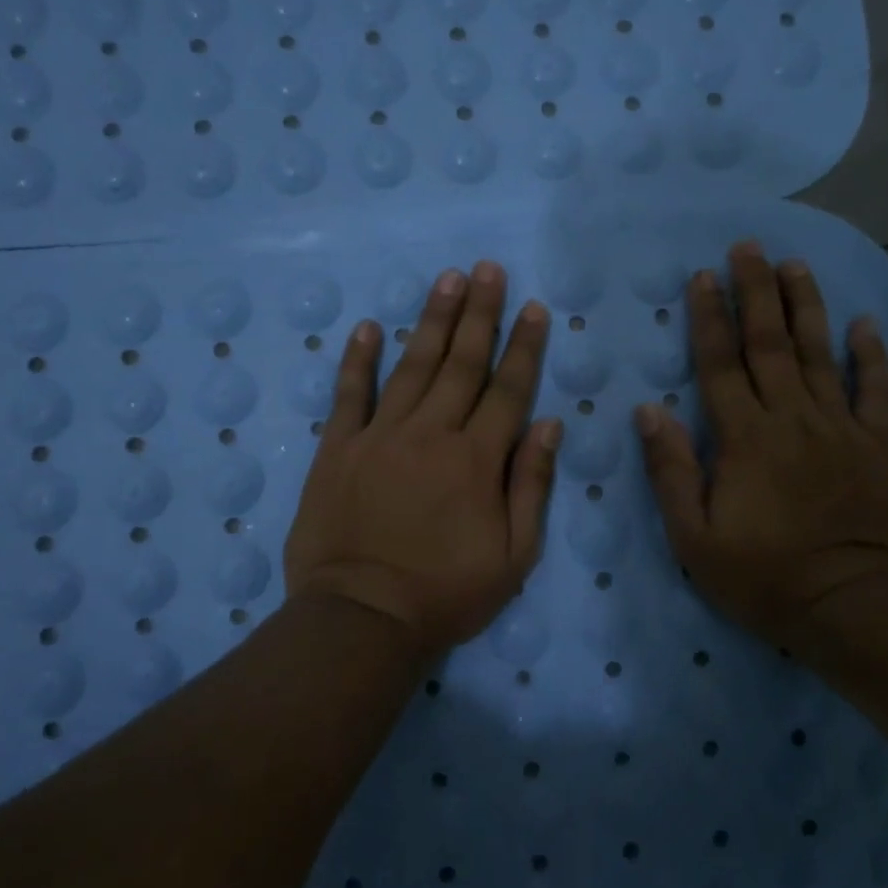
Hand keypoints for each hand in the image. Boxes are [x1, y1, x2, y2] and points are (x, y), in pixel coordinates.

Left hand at [284, 262, 560, 661]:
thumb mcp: (513, 556)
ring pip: (412, 366)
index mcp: (477, 460)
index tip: (533, 307)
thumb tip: (549, 424)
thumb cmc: (445, 594)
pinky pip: (350, 395)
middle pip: (461, 363)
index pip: (508, 390)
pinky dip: (359, 359)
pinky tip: (368, 326)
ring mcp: (380, 436)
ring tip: (447, 279)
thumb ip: (532, 485)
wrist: (362, 619)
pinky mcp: (338, 449)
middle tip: (488, 269)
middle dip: (480, 313)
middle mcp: (431, 434)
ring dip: (431, 320)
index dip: (524, 346)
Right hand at [635, 241, 887, 648]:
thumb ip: (671, 470)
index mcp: (744, 438)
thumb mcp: (693, 535)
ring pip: (820, 354)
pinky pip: (875, 391)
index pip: (721, 365)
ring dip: (806, 306)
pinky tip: (864, 324)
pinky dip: (871, 356)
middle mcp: (791, 419)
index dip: (709, 318)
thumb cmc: (761, 575)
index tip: (703, 276)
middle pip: (770, 344)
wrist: (847, 605)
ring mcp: (838, 428)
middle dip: (756, 292)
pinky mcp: (875, 446)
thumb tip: (648, 411)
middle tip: (749, 247)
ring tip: (795, 265)